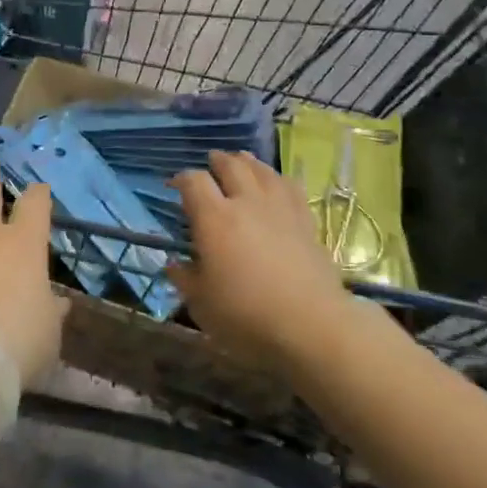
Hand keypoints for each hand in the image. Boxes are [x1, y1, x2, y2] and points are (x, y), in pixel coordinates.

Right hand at [170, 150, 356, 372]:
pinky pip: (290, 186)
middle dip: (217, 161)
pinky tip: (276, 183)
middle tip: (210, 164)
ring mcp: (279, 208)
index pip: (193, 181)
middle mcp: (246, 202)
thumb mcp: (201, 304)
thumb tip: (174, 263)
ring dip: (247, 162)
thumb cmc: (247, 316)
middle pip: (230, 165)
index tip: (175, 186)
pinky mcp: (305, 221)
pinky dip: (277, 179)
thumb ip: (184, 279)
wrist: (312, 326)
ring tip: (241, 162)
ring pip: (261, 170)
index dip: (181, 178)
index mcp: (214, 218)